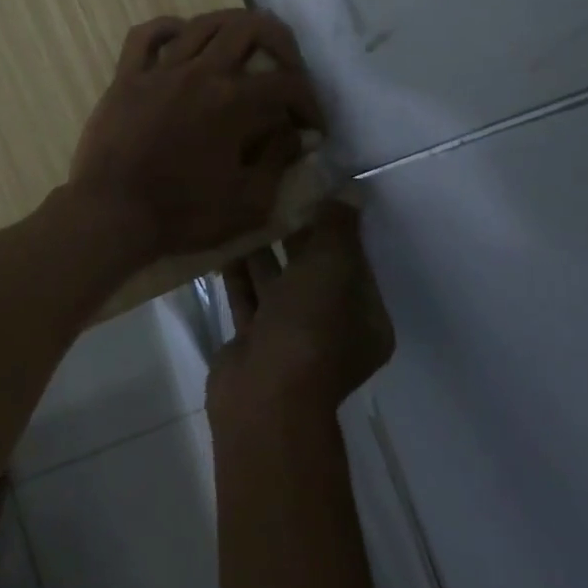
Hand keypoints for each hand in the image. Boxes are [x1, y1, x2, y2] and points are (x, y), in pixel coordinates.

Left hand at [65, 10, 323, 261]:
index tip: (312, 127)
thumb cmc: (181, 215)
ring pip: (203, 23)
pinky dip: (168, 28)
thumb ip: (277, 162)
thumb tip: (294, 135)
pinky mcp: (126, 77)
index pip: (287, 84)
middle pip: (250, 28)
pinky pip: (146, 35)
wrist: (111, 214)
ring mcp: (160, 70)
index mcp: (233, 102)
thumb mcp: (248, 204)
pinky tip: (181, 40)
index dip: (309, 103)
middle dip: (281, 43)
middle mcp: (200, 73)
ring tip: (243, 48)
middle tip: (286, 70)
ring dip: (232, 27)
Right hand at [207, 202, 394, 432]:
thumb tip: (347, 193)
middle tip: (271, 195)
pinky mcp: (253, 341)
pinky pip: (248, 297)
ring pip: (277, 284)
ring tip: (243, 210)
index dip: (333, 226)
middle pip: (313, 271)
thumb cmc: (309, 329)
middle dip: (294, 235)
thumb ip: (338, 229)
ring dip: (263, 251)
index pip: (353, 262)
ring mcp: (290, 337)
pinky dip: (238, 273)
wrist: (263, 394)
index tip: (309, 192)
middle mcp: (331, 328)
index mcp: (364, 318)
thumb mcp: (332, 269)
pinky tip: (223, 242)